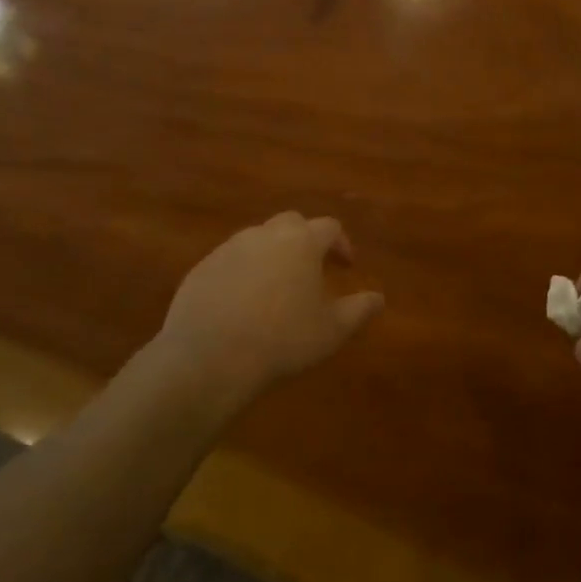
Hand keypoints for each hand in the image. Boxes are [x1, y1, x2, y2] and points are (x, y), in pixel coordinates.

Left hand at [150, 213, 383, 407]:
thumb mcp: (333, 330)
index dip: (341, 243)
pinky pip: (230, 260)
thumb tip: (378, 298)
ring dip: (273, 254)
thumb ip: (360, 309)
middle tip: (312, 268)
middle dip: (305, 240)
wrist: (209, 358)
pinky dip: (243, 272)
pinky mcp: (202, 268)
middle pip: (292, 223)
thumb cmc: (282, 340)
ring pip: (258, 239)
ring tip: (277, 287)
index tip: (346, 265)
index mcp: (302, 242)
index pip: (329, 227)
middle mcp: (266, 235)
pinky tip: (243, 302)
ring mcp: (229, 248)